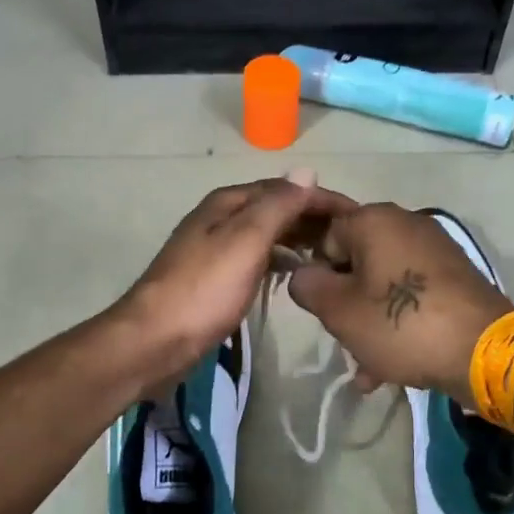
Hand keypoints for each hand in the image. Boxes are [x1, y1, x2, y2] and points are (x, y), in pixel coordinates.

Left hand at [114, 178, 355, 394]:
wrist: (155, 340)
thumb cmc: (204, 289)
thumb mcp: (246, 240)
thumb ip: (278, 206)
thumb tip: (307, 172)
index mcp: (228, 202)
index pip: (285, 188)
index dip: (322, 198)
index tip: (358, 216)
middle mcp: (221, 218)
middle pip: (275, 209)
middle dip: (312, 218)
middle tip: (350, 240)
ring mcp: (216, 249)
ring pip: (267, 234)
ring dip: (298, 238)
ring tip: (330, 256)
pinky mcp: (215, 279)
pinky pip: (257, 258)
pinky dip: (280, 259)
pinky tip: (295, 273)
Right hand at [287, 204, 511, 405]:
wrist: (484, 351)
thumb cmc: (402, 324)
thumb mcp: (339, 311)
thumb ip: (308, 287)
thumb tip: (304, 275)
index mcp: (374, 220)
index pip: (325, 235)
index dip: (318, 273)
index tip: (322, 308)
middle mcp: (406, 223)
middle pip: (356, 260)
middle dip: (346, 302)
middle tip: (344, 338)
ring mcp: (435, 249)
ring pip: (384, 283)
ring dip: (370, 320)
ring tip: (367, 366)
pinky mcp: (456, 276)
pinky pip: (413, 294)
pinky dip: (399, 321)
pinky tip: (393, 364)